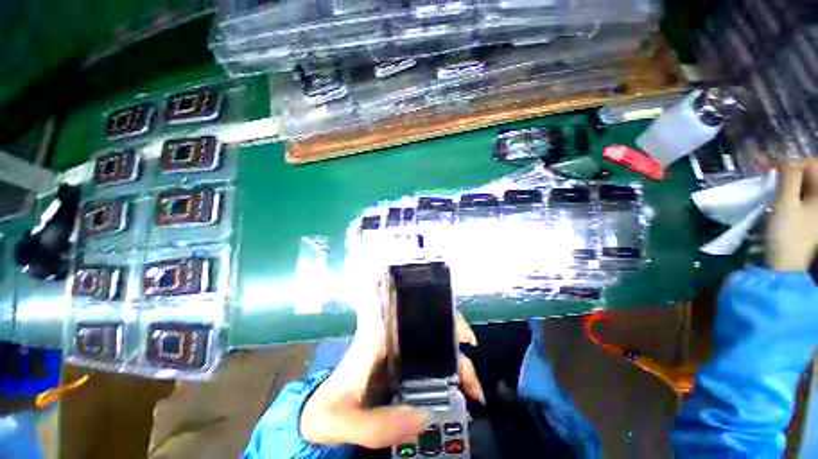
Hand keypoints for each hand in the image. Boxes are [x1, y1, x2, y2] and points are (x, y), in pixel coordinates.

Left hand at [300, 276, 483, 448]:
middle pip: (424, 316)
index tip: (427, 284)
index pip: (384, 296)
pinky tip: (464, 389)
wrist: (326, 419)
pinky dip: (451, 368)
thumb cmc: (332, 411)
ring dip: (455, 352)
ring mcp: (401, 349)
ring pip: (434, 337)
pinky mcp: (407, 362)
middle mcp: (390, 335)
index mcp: (374, 336)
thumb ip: (378, 423)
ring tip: (474, 385)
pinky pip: (434, 357)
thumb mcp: (346, 421)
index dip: (401, 281)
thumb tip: (424, 416)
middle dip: (449, 322)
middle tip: (469, 342)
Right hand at [766, 160, 817, 271]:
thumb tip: (785, 158)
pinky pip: (805, 197)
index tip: (767, 165)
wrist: (787, 267)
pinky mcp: (812, 219)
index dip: (790, 162)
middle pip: (810, 174)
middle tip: (767, 171)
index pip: (811, 164)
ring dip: (789, 182)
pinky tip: (781, 198)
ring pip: (806, 186)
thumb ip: (788, 177)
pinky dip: (792, 193)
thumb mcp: (785, 204)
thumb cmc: (787, 235)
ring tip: (772, 185)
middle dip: (790, 170)